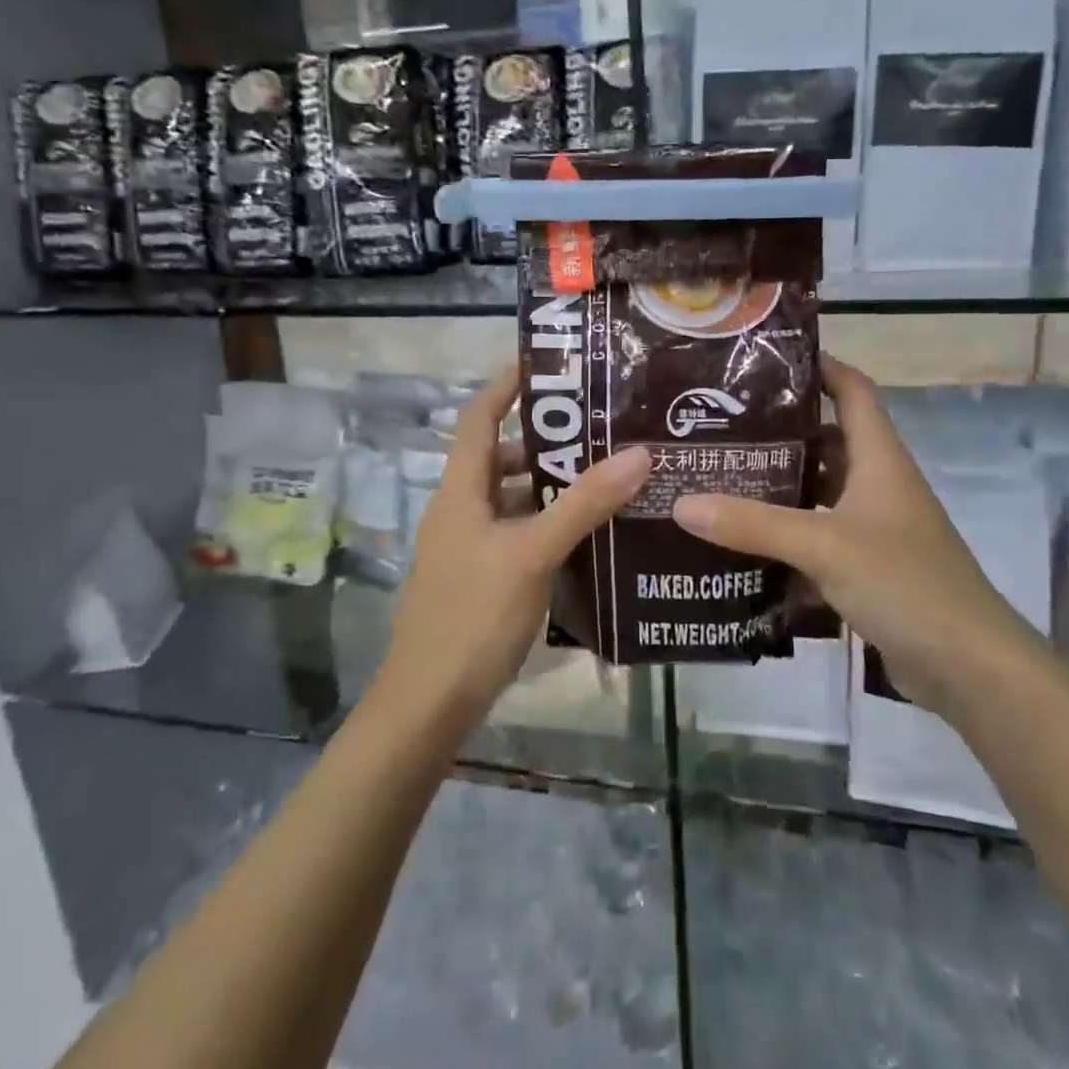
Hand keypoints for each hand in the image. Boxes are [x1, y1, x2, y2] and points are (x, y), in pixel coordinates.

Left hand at [380, 369, 650, 728]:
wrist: (430, 701)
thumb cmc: (474, 615)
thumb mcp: (533, 553)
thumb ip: (584, 503)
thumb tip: (638, 453)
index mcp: (460, 490)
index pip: (479, 416)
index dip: (507, 386)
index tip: (550, 367)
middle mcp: (459, 509)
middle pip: (499, 455)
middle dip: (544, 439)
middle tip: (599, 428)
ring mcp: (467, 545)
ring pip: (510, 497)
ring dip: (548, 484)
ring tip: (603, 476)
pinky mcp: (479, 576)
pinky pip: (515, 531)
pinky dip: (545, 522)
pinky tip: (584, 534)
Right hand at [671, 355, 1041, 711]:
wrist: (969, 667)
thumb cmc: (905, 582)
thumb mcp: (823, 545)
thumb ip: (753, 524)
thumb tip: (681, 503)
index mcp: (879, 459)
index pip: (853, 391)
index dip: (820, 366)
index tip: (767, 359)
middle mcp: (879, 484)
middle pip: (828, 440)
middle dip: (779, 431)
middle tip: (721, 424)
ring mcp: (876, 528)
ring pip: (820, 491)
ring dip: (780, 485)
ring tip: (720, 476)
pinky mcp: (868, 568)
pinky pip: (819, 537)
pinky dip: (787, 534)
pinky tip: (744, 541)